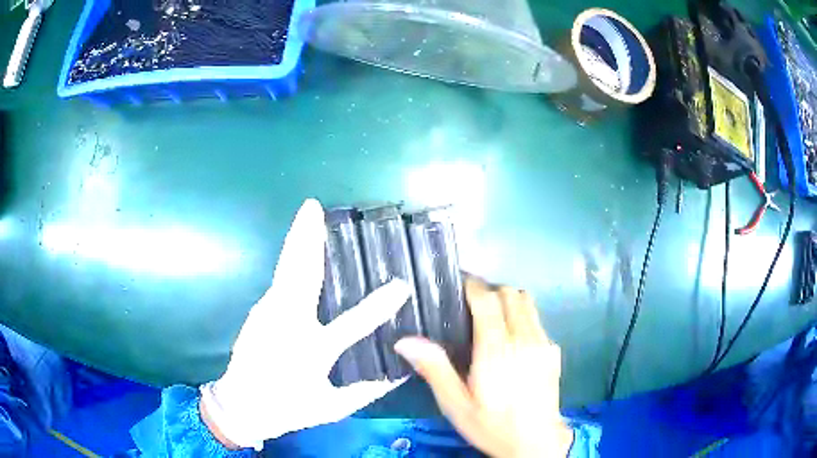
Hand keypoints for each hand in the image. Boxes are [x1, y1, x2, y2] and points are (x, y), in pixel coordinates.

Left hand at [200, 199, 410, 449]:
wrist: (238, 405)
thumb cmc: (286, 408)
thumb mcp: (330, 408)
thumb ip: (365, 392)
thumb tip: (398, 374)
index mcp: (310, 352)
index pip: (352, 325)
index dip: (378, 306)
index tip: (400, 286)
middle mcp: (286, 325)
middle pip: (300, 275)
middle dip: (307, 239)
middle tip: (313, 208)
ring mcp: (267, 313)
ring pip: (287, 270)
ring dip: (298, 241)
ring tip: (309, 216)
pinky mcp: (259, 311)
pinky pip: (281, 279)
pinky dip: (293, 259)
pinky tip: (302, 249)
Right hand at [395, 278, 572, 457]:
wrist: (535, 443)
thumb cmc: (491, 425)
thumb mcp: (456, 404)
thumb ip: (434, 369)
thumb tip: (406, 341)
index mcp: (496, 350)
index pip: (488, 300)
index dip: (472, 285)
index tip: (458, 283)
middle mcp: (524, 339)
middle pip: (510, 293)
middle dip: (490, 290)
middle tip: (470, 303)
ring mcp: (543, 343)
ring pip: (527, 302)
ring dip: (508, 300)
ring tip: (490, 317)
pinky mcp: (554, 351)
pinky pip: (537, 320)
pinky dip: (522, 317)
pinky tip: (511, 340)